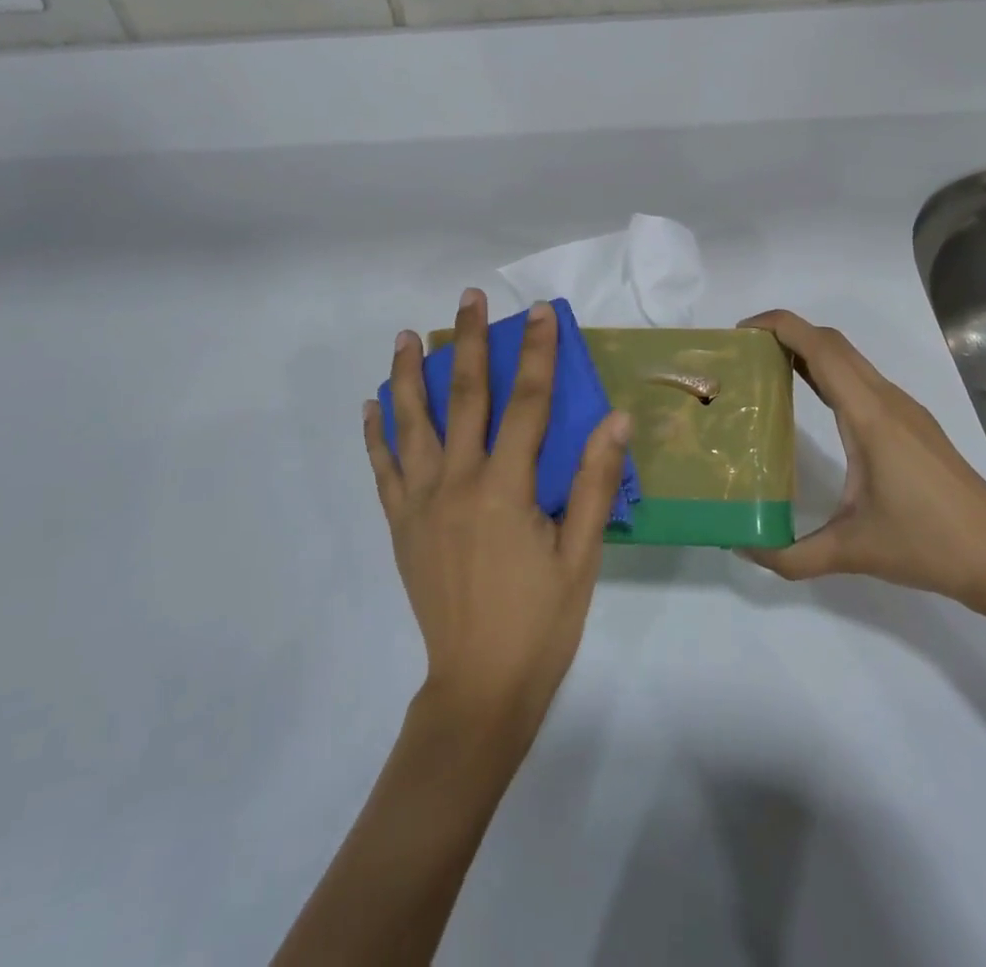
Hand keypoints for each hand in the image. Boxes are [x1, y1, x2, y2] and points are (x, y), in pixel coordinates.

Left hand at [364, 290, 632, 740]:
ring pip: (412, 423)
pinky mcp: (400, 524)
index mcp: (506, 488)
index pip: (526, 403)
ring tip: (407, 335)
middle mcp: (458, 482)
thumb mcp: (580, 556)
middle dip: (469, 342)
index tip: (537, 311)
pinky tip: (370, 406)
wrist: (479, 687)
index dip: (535, 352)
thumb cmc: (540, 622)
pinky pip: (383, 468)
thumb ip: (592, 483)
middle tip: (467, 298)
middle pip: (464, 397)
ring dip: (409, 374)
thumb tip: (615, 419)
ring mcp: (422, 501)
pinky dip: (376, 433)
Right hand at [738, 310, 985, 613]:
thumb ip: (791, 556)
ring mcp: (904, 410)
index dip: (780, 326)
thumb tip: (741, 548)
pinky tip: (811, 402)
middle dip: (786, 333)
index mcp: (869, 416)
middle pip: (833, 342)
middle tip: (744, 353)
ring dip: (808, 351)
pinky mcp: (912, 425)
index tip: (741, 332)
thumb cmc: (931, 544)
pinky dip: (828, 373)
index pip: (821, 348)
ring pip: (849, 359)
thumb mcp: (853, 553)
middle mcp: (886, 400)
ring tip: (766, 371)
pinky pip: (861, 380)